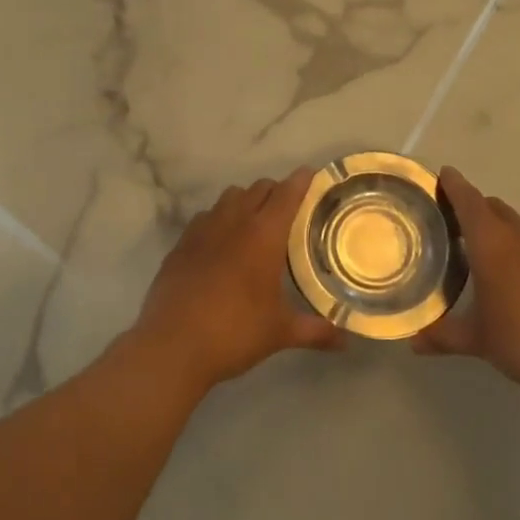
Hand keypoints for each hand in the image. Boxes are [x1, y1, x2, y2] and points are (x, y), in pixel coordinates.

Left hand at [132, 169, 341, 394]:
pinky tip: (220, 245)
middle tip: (288, 210)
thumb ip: (315, 331)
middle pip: (258, 188)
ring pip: (229, 197)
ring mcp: (202, 229)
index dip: (301, 180)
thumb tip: (346, 341)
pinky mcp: (180, 244)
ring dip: (245, 201)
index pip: (287, 193)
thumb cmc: (234, 332)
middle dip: (275, 191)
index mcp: (264, 235)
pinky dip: (218, 220)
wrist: (172, 345)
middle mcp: (234, 221)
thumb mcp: (280, 332)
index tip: (311, 174)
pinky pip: (204, 217)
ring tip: (254, 223)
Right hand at [413, 168, 519, 400]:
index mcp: (492, 244)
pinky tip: (518, 276)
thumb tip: (412, 342)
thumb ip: (442, 336)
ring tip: (484, 249)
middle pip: (493, 208)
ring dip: (499, 227)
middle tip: (454, 220)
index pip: (469, 202)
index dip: (454, 185)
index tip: (443, 173)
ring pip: (518, 225)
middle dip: (474, 207)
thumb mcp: (477, 340)